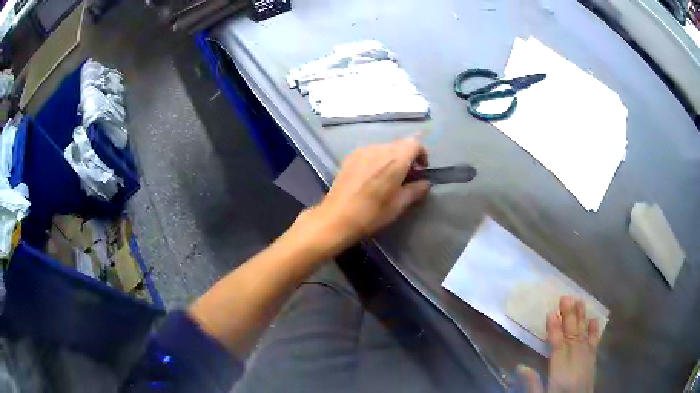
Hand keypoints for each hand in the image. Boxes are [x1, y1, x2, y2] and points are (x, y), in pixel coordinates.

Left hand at [302, 138, 429, 249]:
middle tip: (408, 176)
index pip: (414, 144)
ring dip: (392, 158)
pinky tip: (372, 177)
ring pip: (385, 148)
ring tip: (389, 177)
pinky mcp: (350, 156)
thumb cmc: (371, 214)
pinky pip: (370, 152)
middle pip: (400, 144)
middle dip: (408, 157)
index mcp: (395, 160)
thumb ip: (415, 190)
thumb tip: (425, 183)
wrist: (337, 217)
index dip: (422, 154)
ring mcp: (362, 151)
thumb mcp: (399, 205)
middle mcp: (379, 149)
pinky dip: (378, 159)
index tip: (422, 169)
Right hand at [519, 296, 600, 392]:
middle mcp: (576, 362)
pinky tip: (595, 320)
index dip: (555, 329)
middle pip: (573, 336)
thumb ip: (533, 383)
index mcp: (561, 371)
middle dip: (569, 316)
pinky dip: (595, 331)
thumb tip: (521, 366)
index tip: (551, 312)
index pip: (558, 346)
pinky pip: (594, 344)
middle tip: (566, 297)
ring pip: (584, 335)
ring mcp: (586, 360)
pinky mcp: (592, 362)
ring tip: (580, 301)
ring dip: (582, 318)